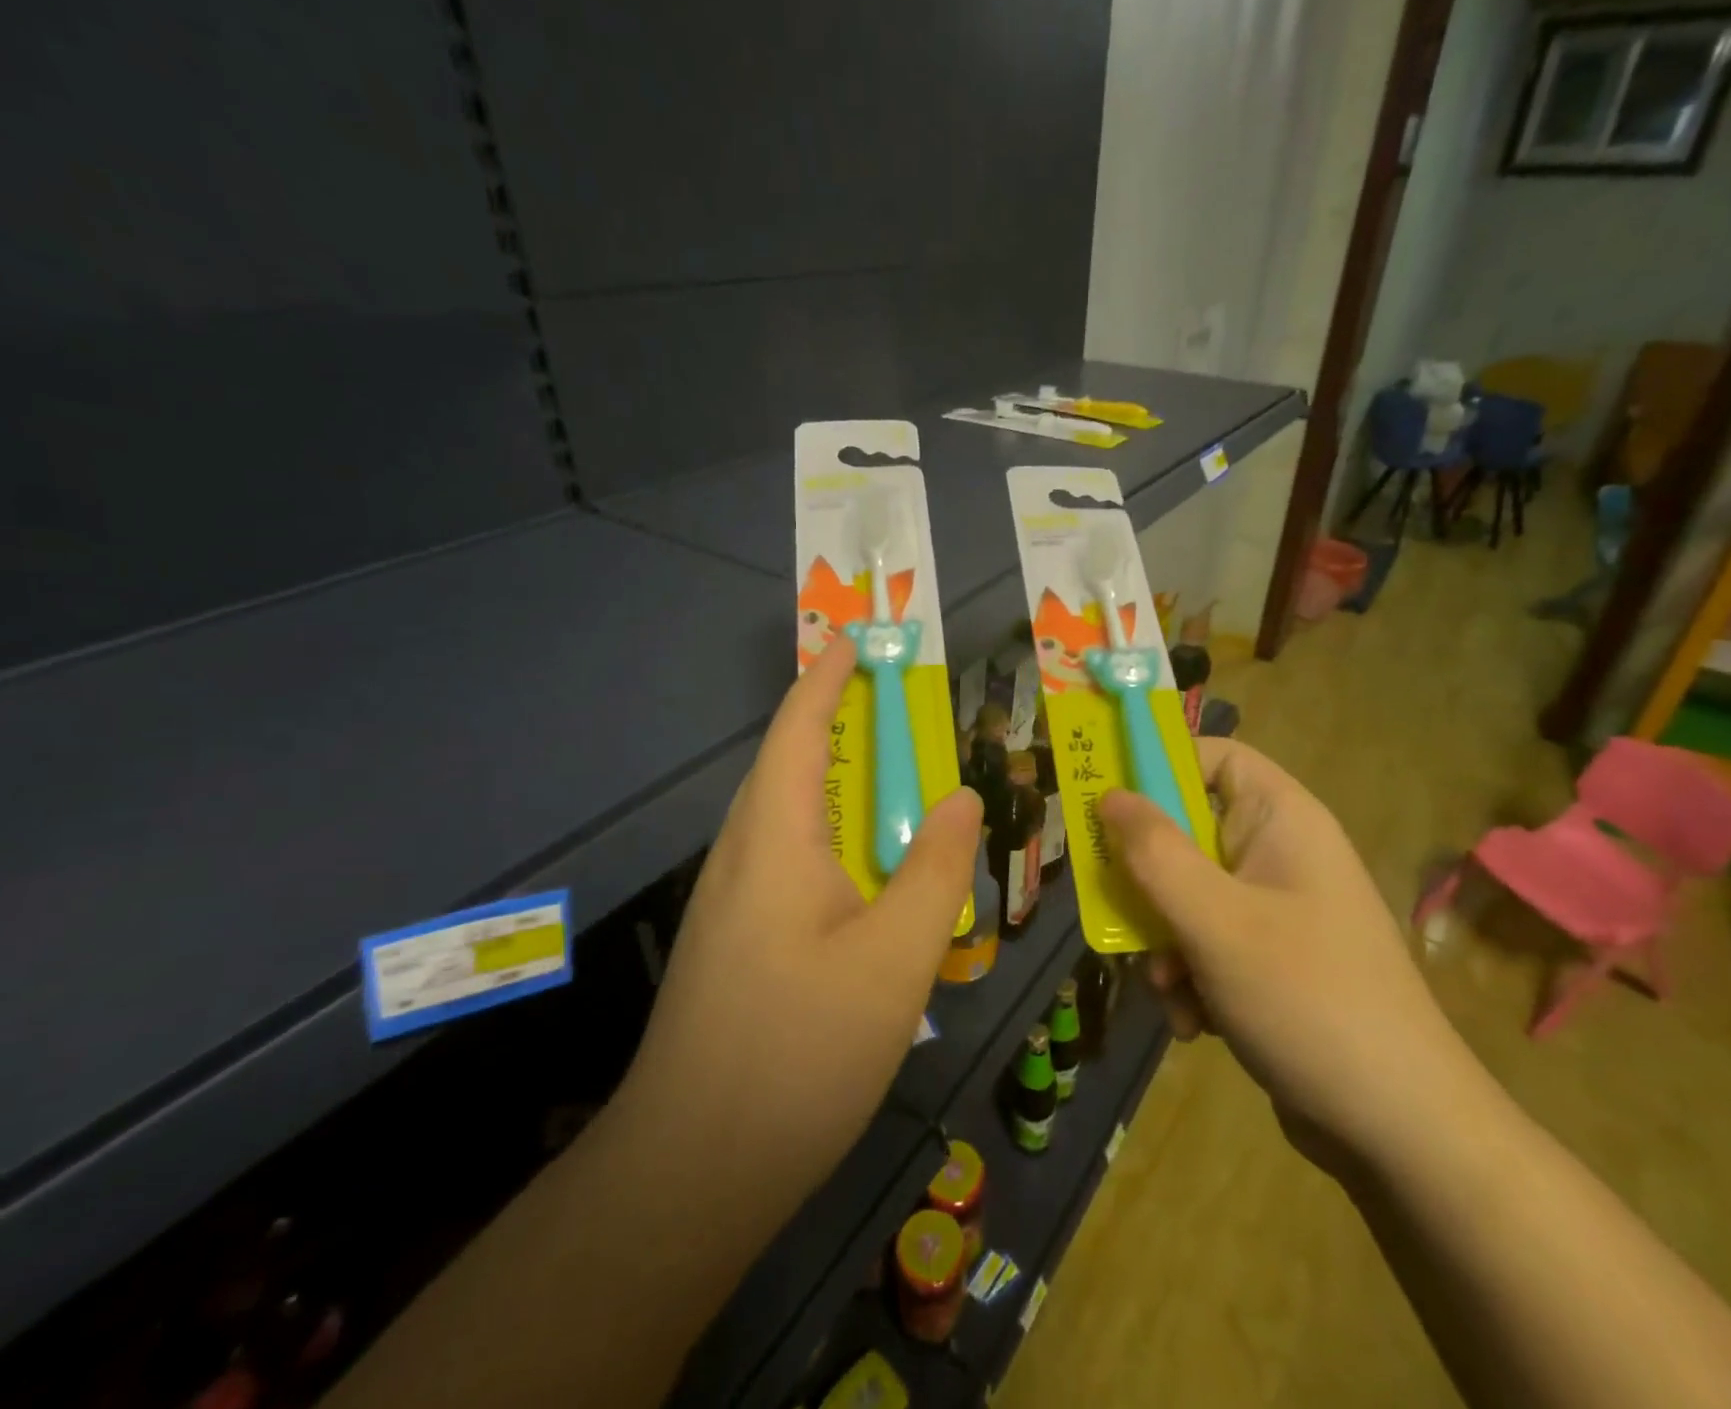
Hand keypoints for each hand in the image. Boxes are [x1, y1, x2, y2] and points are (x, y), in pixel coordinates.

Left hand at [612, 637, 981, 1235]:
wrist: (694, 1166)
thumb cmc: (801, 1050)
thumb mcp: (895, 956)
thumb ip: (936, 868)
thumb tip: (959, 796)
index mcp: (774, 837)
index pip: (798, 729)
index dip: (826, 678)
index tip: (853, 640)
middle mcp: (741, 853)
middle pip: (787, 763)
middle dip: (833, 720)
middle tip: (892, 705)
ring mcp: (729, 899)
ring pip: (784, 813)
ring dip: (831, 779)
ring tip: (887, 776)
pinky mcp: (732, 937)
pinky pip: (784, 856)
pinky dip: (827, 832)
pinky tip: (862, 867)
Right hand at [1099, 739, 1479, 1168]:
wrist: (1402, 1132)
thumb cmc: (1307, 999)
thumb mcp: (1215, 920)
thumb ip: (1154, 853)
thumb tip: (1109, 794)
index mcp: (1282, 820)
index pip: (1213, 757)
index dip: (1158, 767)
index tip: (1104, 800)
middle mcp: (1280, 854)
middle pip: (1188, 832)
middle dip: (1148, 880)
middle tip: (1113, 906)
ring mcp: (1277, 911)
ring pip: (1188, 895)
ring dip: (1164, 940)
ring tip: (1169, 987)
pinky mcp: (1272, 961)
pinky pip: (1207, 944)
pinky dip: (1190, 977)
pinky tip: (1195, 1023)